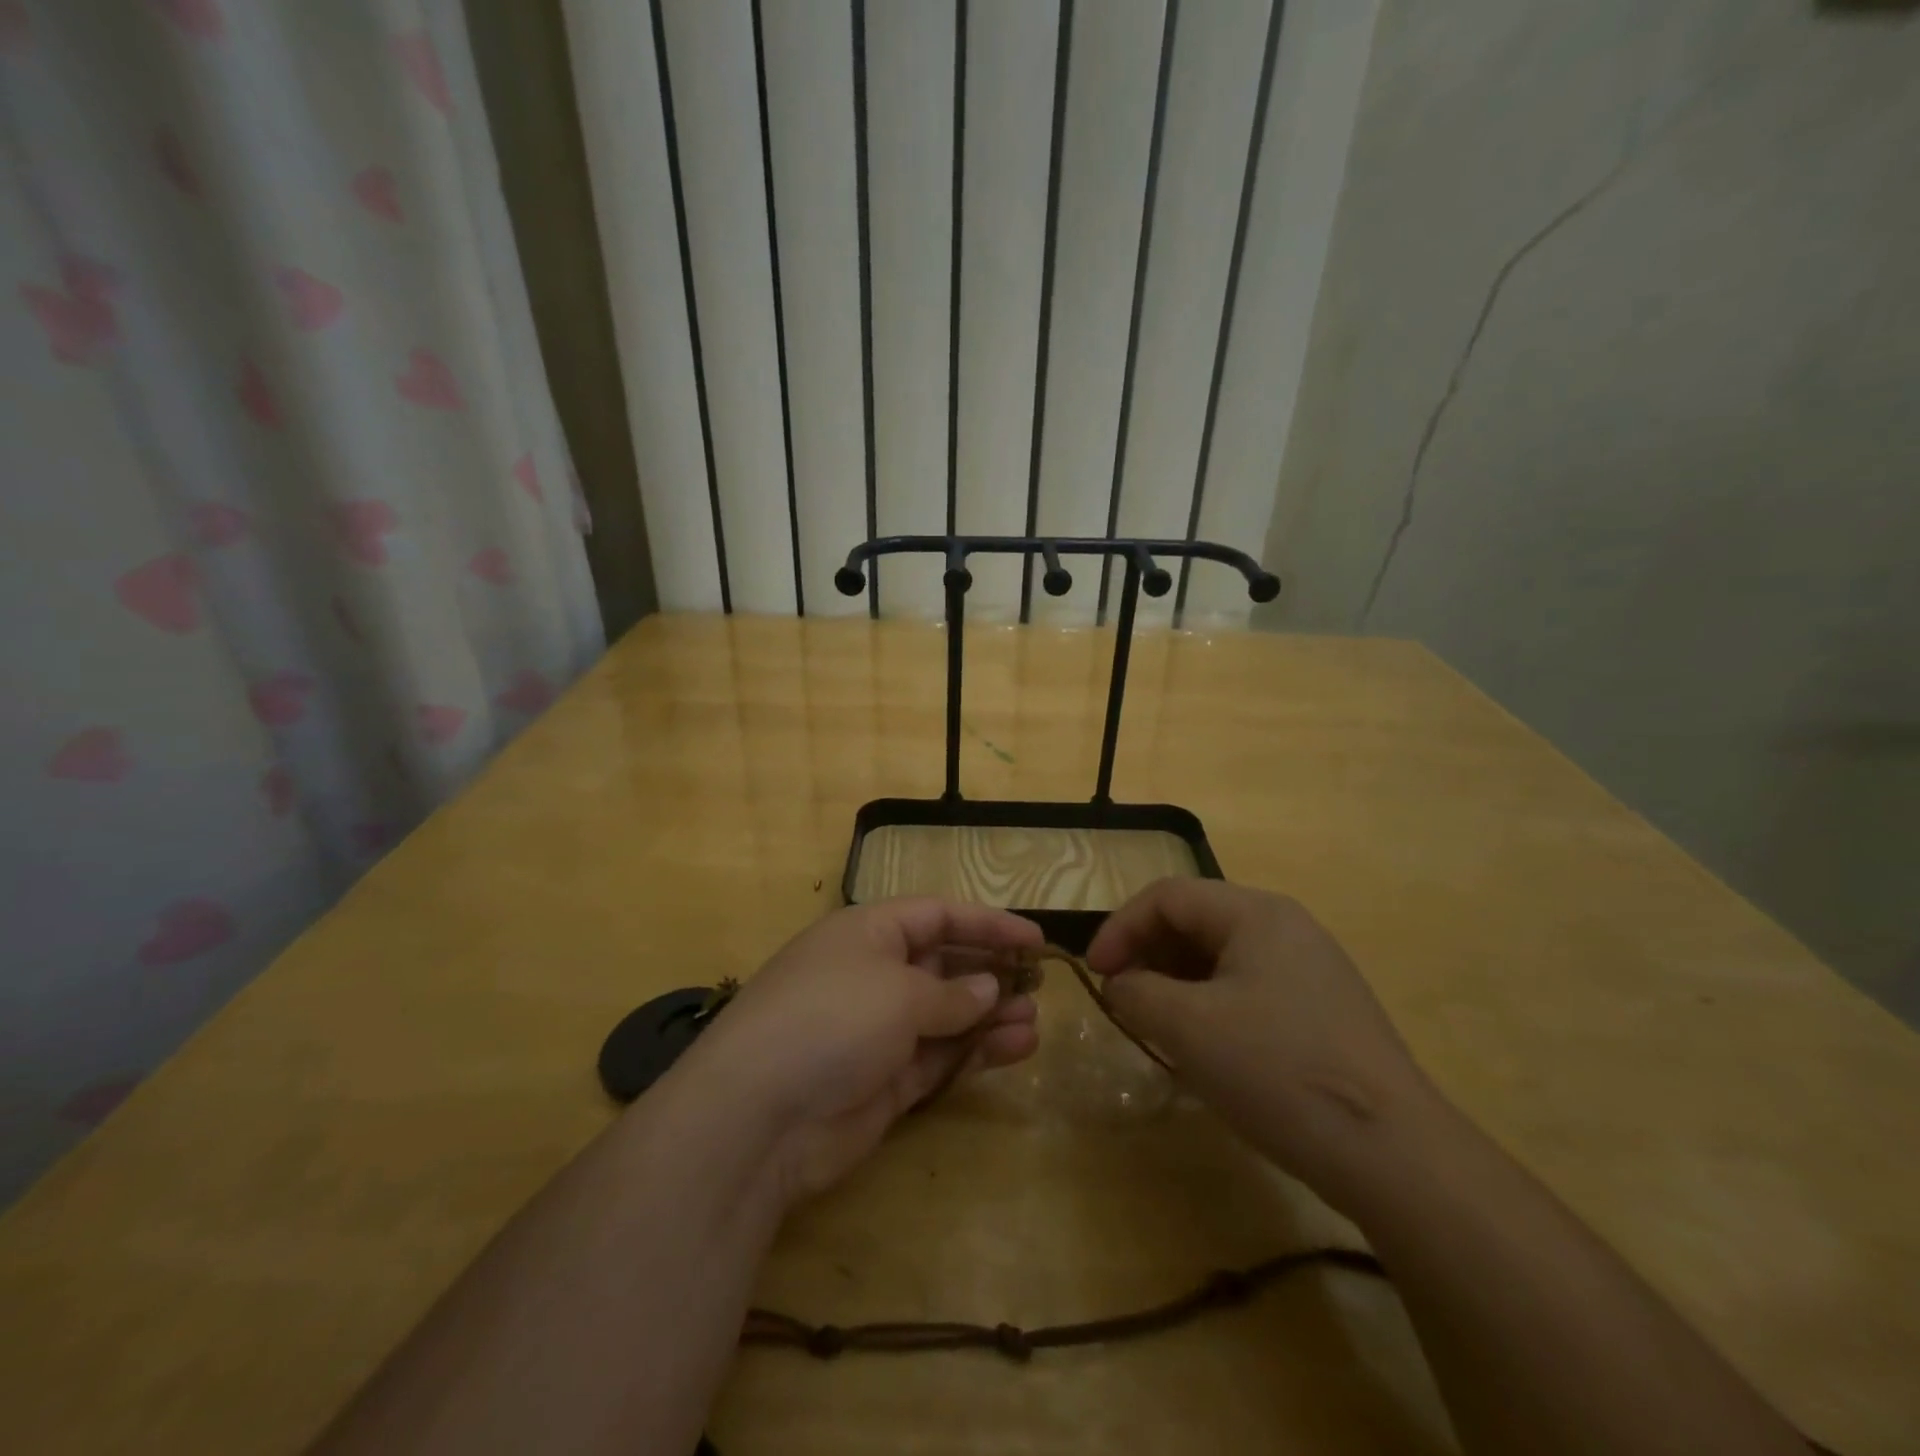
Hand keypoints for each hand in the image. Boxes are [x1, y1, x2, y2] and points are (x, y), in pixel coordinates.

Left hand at [675, 899, 1042, 1205]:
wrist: (759, 1118)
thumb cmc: (832, 1020)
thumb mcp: (899, 993)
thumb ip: (952, 993)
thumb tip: (989, 989)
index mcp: (868, 933)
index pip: (937, 915)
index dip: (987, 923)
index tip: (1035, 938)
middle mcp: (873, 975)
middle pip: (944, 964)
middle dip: (991, 972)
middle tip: (1040, 984)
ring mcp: (878, 1030)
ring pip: (947, 1014)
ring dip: (991, 1015)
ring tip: (1035, 1020)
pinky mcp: (884, 1081)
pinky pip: (940, 1056)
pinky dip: (976, 1052)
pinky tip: (1017, 1048)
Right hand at [1087, 878, 1431, 1205]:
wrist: (1396, 1156)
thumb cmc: (1279, 1071)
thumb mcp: (1188, 1028)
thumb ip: (1137, 992)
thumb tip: (1121, 984)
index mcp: (1256, 913)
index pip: (1167, 896)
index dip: (1120, 927)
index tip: (1095, 974)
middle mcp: (1286, 926)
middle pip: (1196, 920)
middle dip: (1148, 954)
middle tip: (1123, 999)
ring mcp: (1311, 968)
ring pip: (1221, 956)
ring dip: (1176, 982)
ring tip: (1156, 1025)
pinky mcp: (1324, 1009)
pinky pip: (1249, 987)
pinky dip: (1211, 1004)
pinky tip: (1205, 1047)